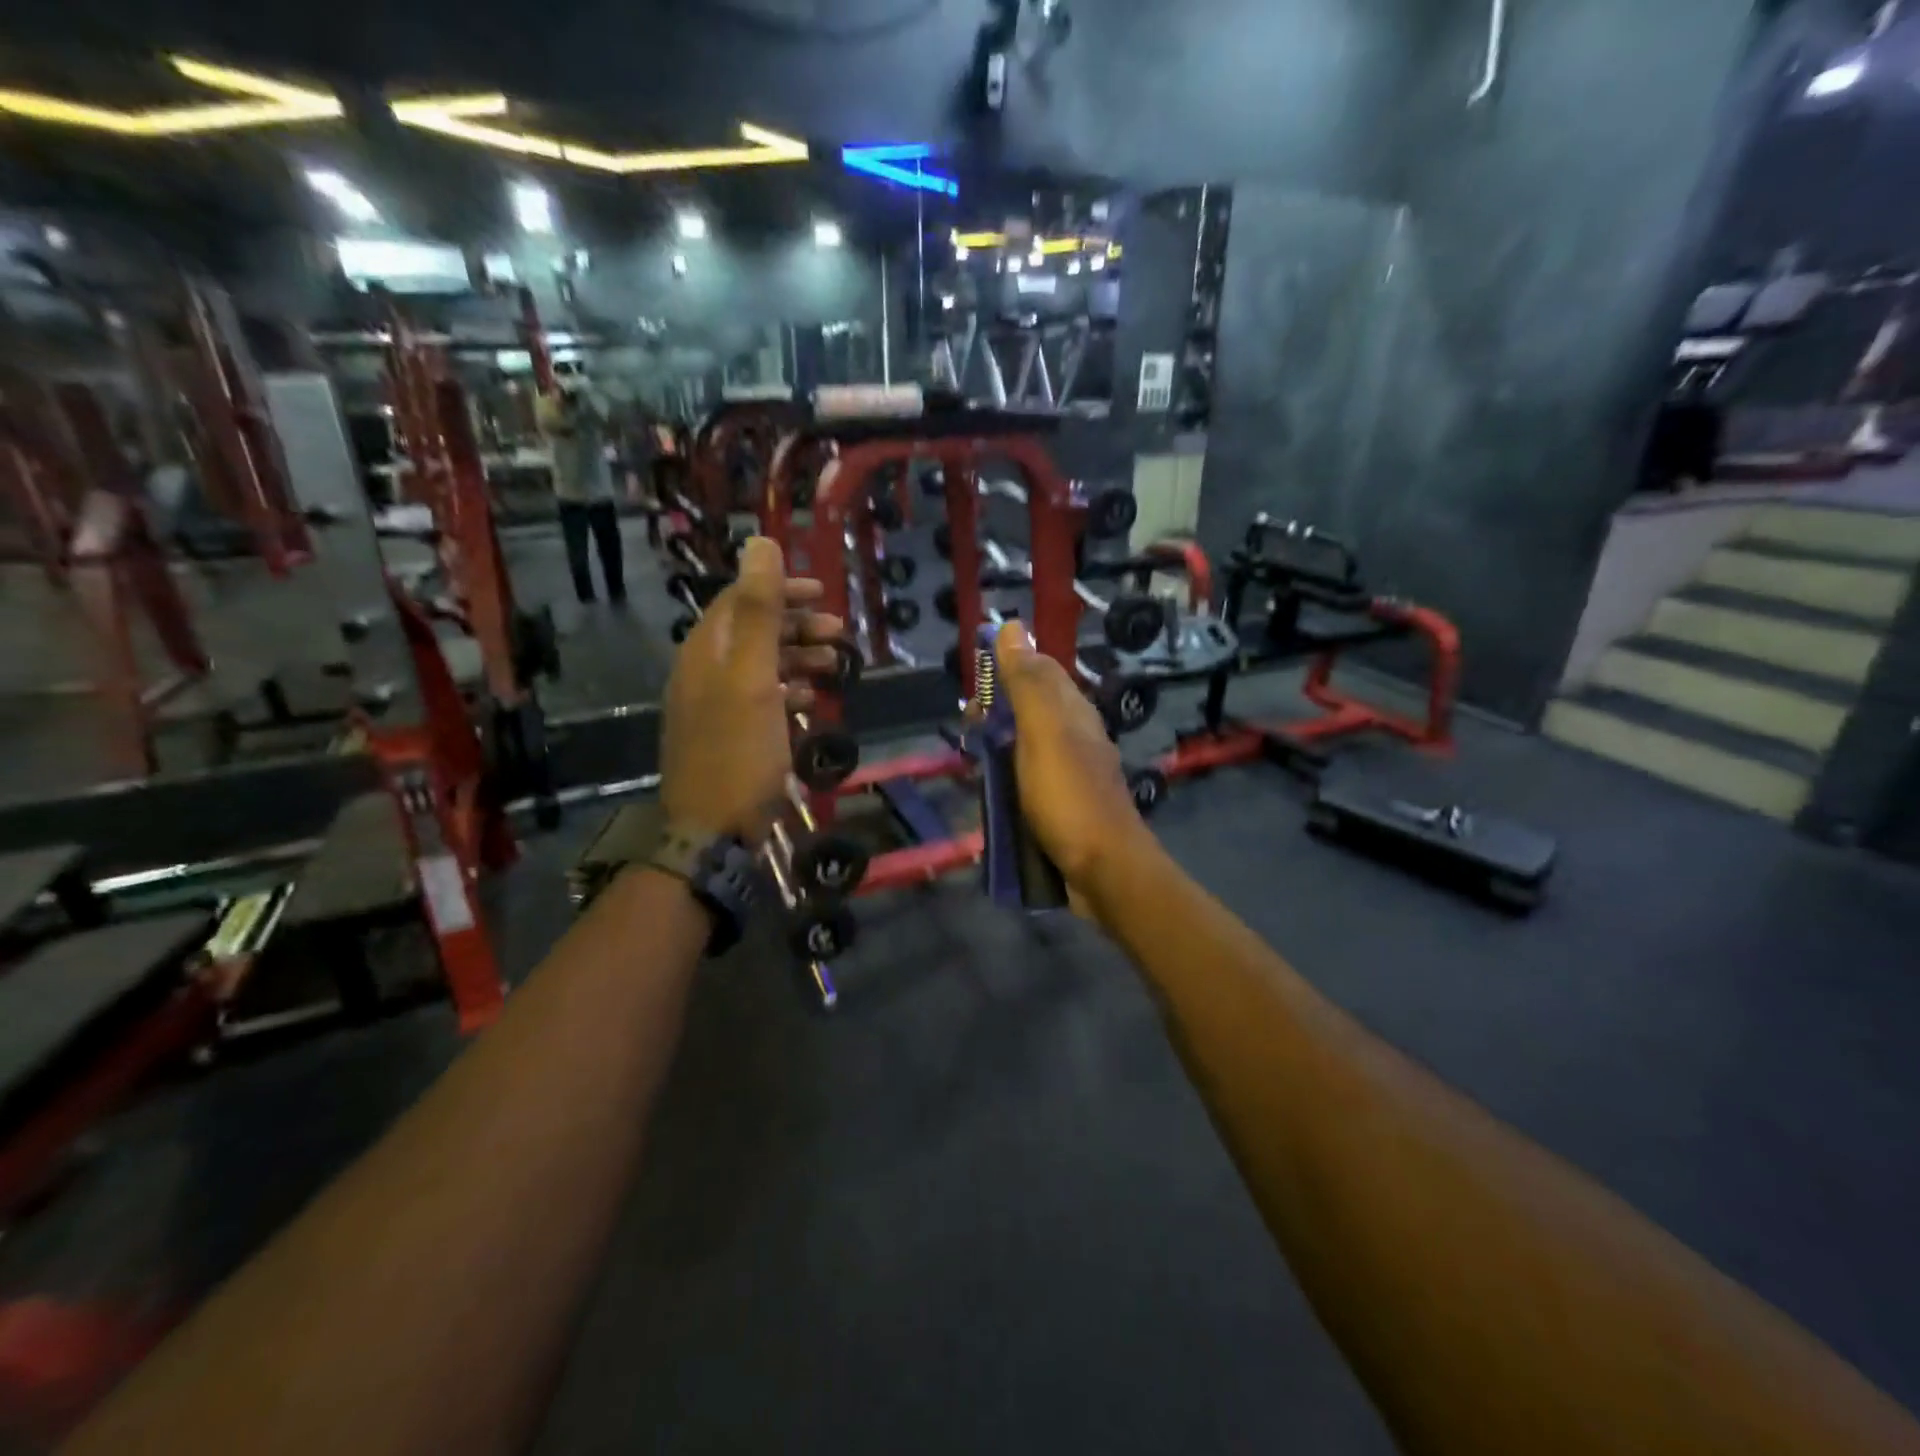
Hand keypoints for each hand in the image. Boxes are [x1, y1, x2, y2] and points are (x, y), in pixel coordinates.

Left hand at [662, 538, 841, 842]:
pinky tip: (811, 701)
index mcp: (705, 652)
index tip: (822, 593)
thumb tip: (760, 543)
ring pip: (760, 667)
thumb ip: (758, 612)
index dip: (780, 589)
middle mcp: (704, 672)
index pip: (740, 600)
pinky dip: (788, 692)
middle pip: (752, 632)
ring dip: (798, 659)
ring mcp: (714, 707)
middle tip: (839, 633)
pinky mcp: (728, 736)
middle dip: (796, 626)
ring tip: (835, 666)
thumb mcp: (752, 678)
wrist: (712, 831)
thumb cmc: (738, 751)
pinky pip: (761, 700)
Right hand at [994, 621, 1151, 894]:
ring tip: (976, 768)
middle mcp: (1075, 735)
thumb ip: (1027, 683)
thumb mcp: (1043, 733)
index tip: (975, 692)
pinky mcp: (1064, 804)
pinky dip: (1009, 782)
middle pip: (1030, 709)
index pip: (1039, 670)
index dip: (1006, 670)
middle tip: (972, 737)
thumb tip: (1012, 627)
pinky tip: (994, 796)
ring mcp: (1071, 772)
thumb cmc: (1069, 797)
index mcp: (1073, 712)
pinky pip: (1029, 780)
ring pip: (1027, 747)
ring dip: (999, 751)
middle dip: (997, 716)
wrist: (1104, 870)